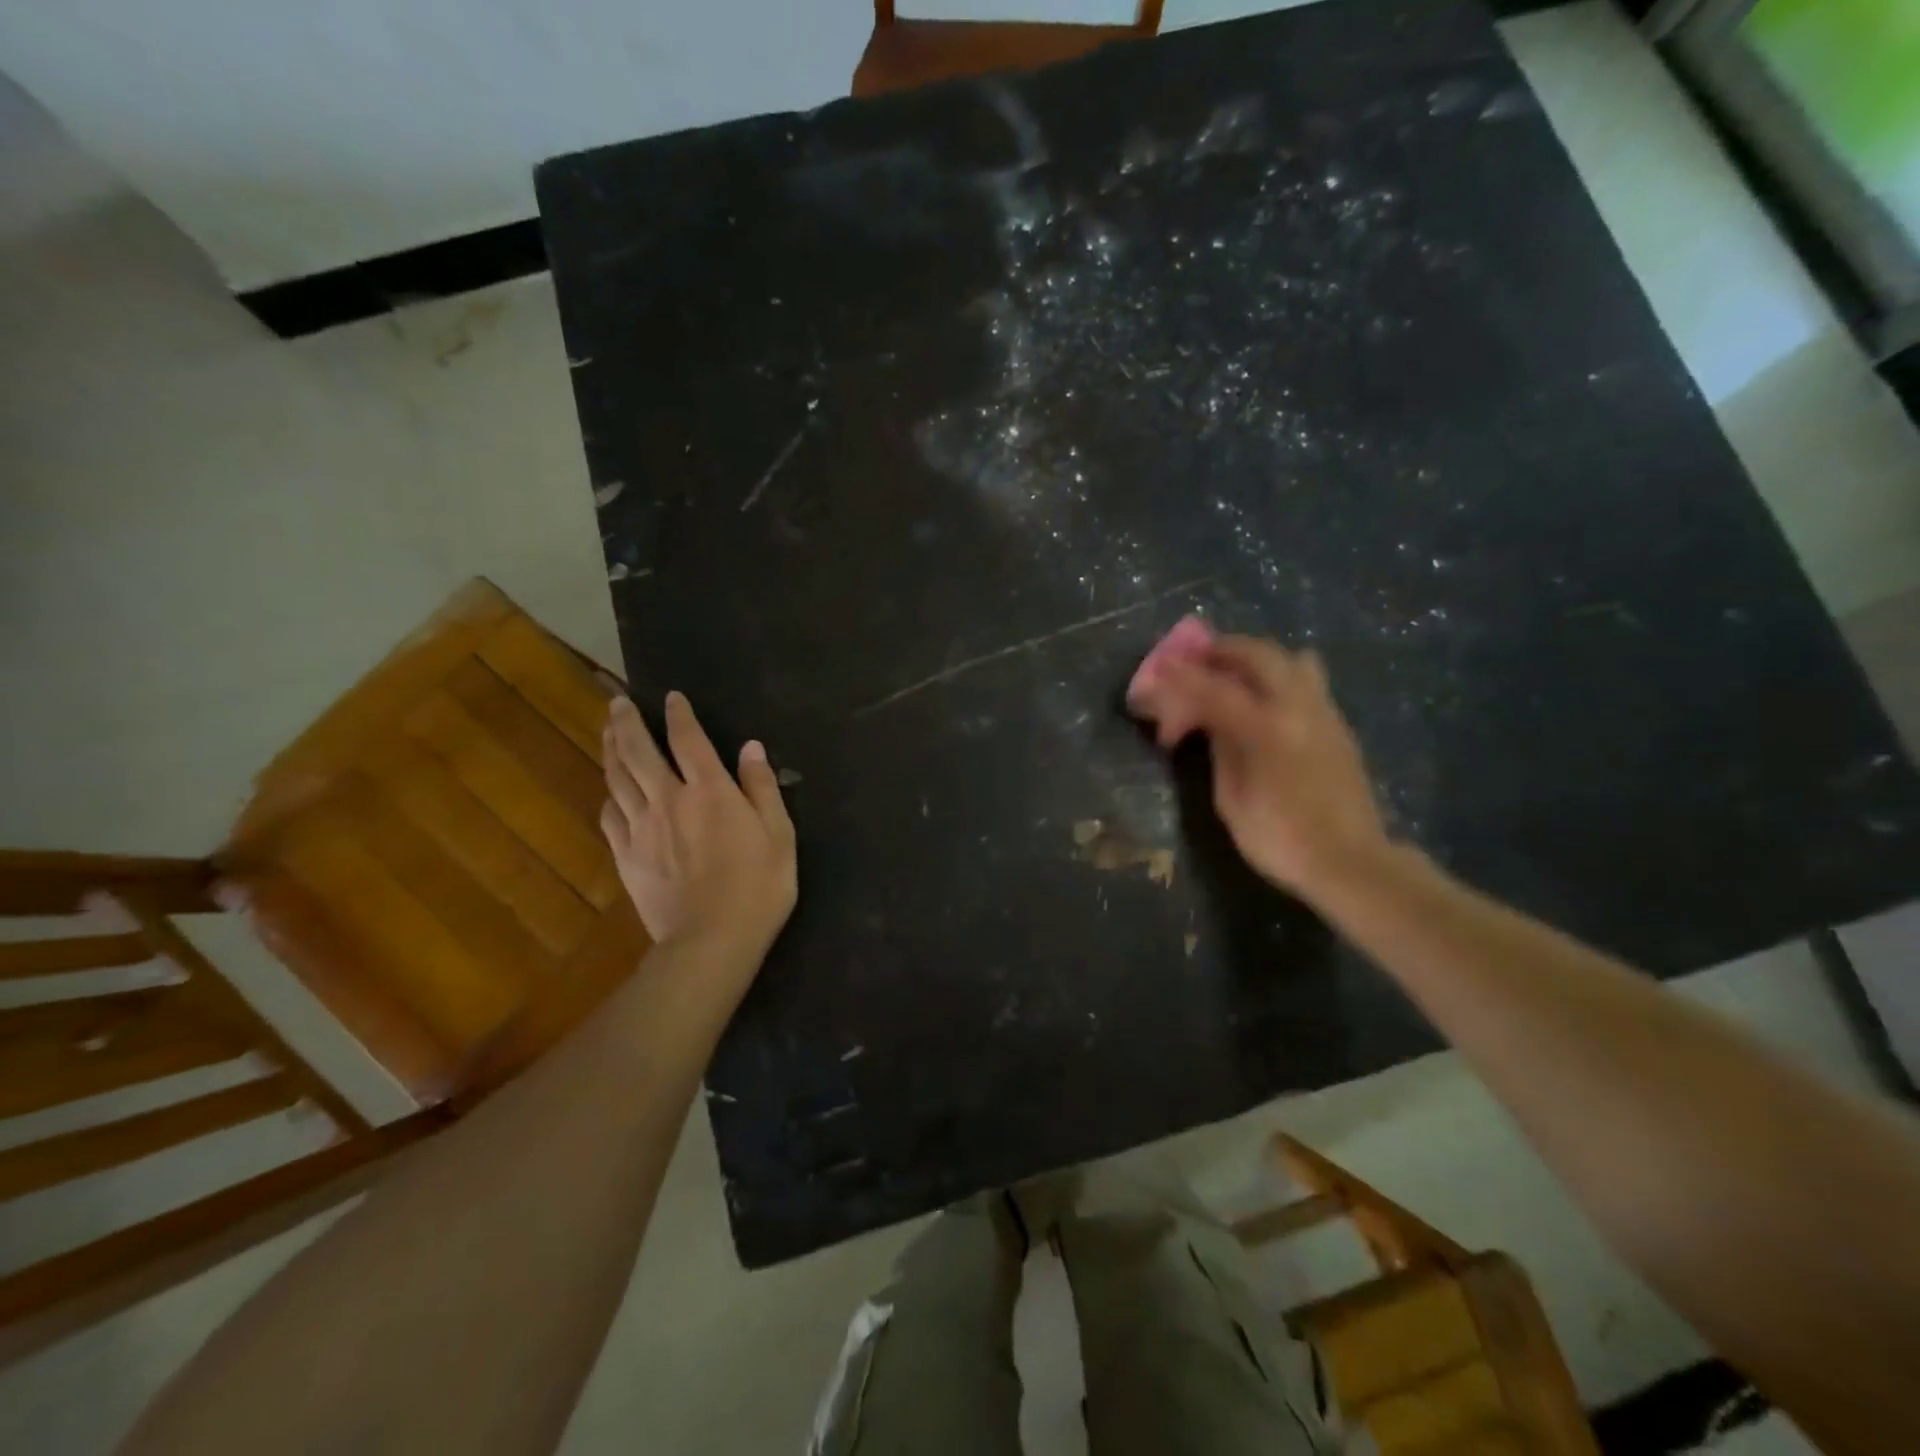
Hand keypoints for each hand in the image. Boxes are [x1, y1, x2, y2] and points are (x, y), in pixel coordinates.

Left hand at [600, 693, 796, 961]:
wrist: (711, 941)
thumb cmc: (758, 887)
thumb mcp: (779, 835)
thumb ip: (762, 788)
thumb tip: (751, 747)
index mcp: (710, 790)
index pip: (688, 739)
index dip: (678, 714)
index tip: (670, 697)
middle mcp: (669, 799)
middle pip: (638, 751)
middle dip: (626, 722)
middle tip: (618, 702)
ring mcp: (642, 828)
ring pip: (617, 778)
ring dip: (611, 749)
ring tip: (607, 730)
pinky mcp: (626, 855)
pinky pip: (610, 815)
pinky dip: (609, 794)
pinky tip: (609, 789)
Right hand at [1128, 634, 1389, 898]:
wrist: (1349, 862)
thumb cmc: (1280, 840)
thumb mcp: (1232, 800)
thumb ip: (1221, 750)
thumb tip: (1211, 721)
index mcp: (1266, 730)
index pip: (1215, 689)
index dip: (1182, 677)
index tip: (1158, 668)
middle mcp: (1298, 708)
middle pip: (1258, 655)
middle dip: (1221, 651)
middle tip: (1195, 660)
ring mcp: (1324, 712)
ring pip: (1290, 659)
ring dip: (1255, 658)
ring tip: (1231, 674)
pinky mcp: (1338, 724)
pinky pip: (1306, 680)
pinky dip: (1277, 675)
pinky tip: (1261, 700)